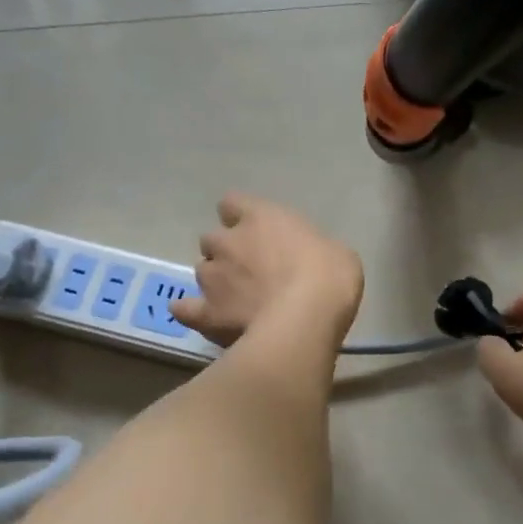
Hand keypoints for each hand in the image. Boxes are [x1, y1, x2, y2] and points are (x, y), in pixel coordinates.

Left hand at [170, 193, 363, 348]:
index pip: (233, 203)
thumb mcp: (336, 252)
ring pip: (202, 271)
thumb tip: (306, 260)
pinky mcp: (206, 313)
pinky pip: (185, 309)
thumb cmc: (329, 277)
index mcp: (260, 217)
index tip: (256, 231)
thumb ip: (311, 249)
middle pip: (213, 239)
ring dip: (216, 281)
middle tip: (250, 271)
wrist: (305, 320)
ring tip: (237, 301)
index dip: (240, 216)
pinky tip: (201, 316)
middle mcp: (227, 242)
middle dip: (226, 252)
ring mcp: (212, 277)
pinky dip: (191, 311)